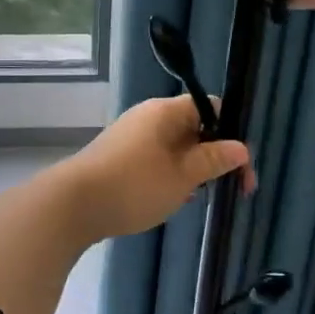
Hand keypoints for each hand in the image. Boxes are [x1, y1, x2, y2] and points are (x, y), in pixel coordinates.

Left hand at [55, 95, 252, 242]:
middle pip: (194, 127)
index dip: (231, 134)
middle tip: (229, 189)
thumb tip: (241, 147)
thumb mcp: (182, 176)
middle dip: (214, 156)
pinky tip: (173, 199)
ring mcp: (132, 136)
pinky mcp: (120, 156)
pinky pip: (157, 158)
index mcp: (166, 111)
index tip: (241, 168)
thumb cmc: (134, 185)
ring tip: (200, 197)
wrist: (73, 205)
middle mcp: (149, 116)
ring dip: (192, 169)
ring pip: (176, 146)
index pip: (211, 108)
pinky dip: (171, 175)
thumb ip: (213, 160)